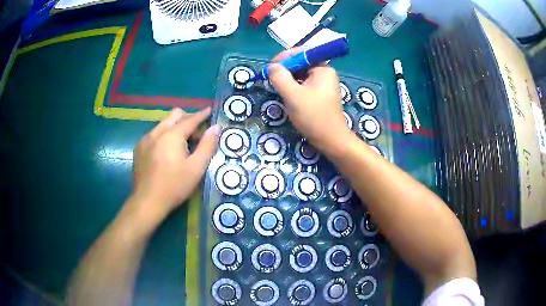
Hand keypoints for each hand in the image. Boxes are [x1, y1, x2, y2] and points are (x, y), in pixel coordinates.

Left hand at [132, 108, 219, 217]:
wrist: (148, 201)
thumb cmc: (174, 186)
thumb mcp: (196, 168)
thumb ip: (207, 145)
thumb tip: (215, 128)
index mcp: (172, 135)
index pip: (191, 119)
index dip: (202, 115)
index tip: (209, 110)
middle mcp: (157, 132)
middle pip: (175, 115)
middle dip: (187, 119)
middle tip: (195, 135)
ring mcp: (146, 139)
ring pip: (163, 124)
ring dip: (175, 128)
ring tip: (181, 146)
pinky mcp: (139, 148)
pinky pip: (154, 134)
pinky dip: (164, 136)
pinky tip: (165, 153)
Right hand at [268, 48, 353, 157]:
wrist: (331, 141)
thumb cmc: (314, 117)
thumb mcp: (293, 96)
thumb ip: (280, 78)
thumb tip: (272, 66)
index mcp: (323, 69)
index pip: (301, 53)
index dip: (284, 58)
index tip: (270, 68)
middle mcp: (324, 73)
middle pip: (300, 63)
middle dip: (284, 69)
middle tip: (271, 79)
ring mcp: (322, 84)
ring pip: (300, 75)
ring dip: (287, 80)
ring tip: (276, 87)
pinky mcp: (319, 94)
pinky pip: (302, 85)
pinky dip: (292, 88)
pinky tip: (286, 95)